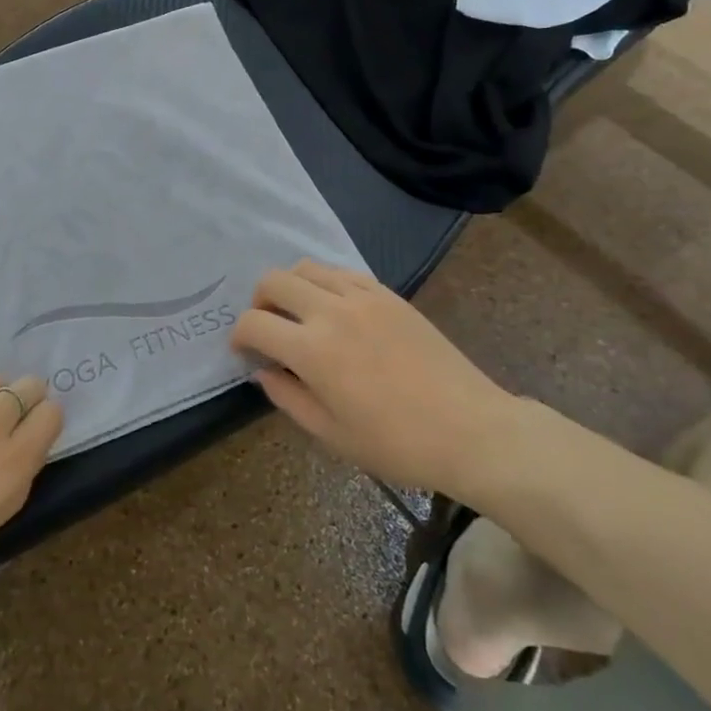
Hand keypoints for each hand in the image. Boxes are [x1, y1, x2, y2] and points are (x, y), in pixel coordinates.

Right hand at [231, 260, 529, 497]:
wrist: (471, 430)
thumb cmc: (396, 443)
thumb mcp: (330, 434)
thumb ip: (287, 396)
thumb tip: (264, 370)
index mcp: (312, 350)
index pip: (254, 323)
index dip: (239, 336)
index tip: (245, 351)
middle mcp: (331, 311)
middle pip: (274, 281)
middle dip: (258, 302)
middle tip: (268, 329)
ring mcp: (363, 297)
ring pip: (306, 267)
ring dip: (290, 287)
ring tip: (299, 315)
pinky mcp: (388, 294)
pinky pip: (342, 272)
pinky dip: (325, 283)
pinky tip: (334, 310)